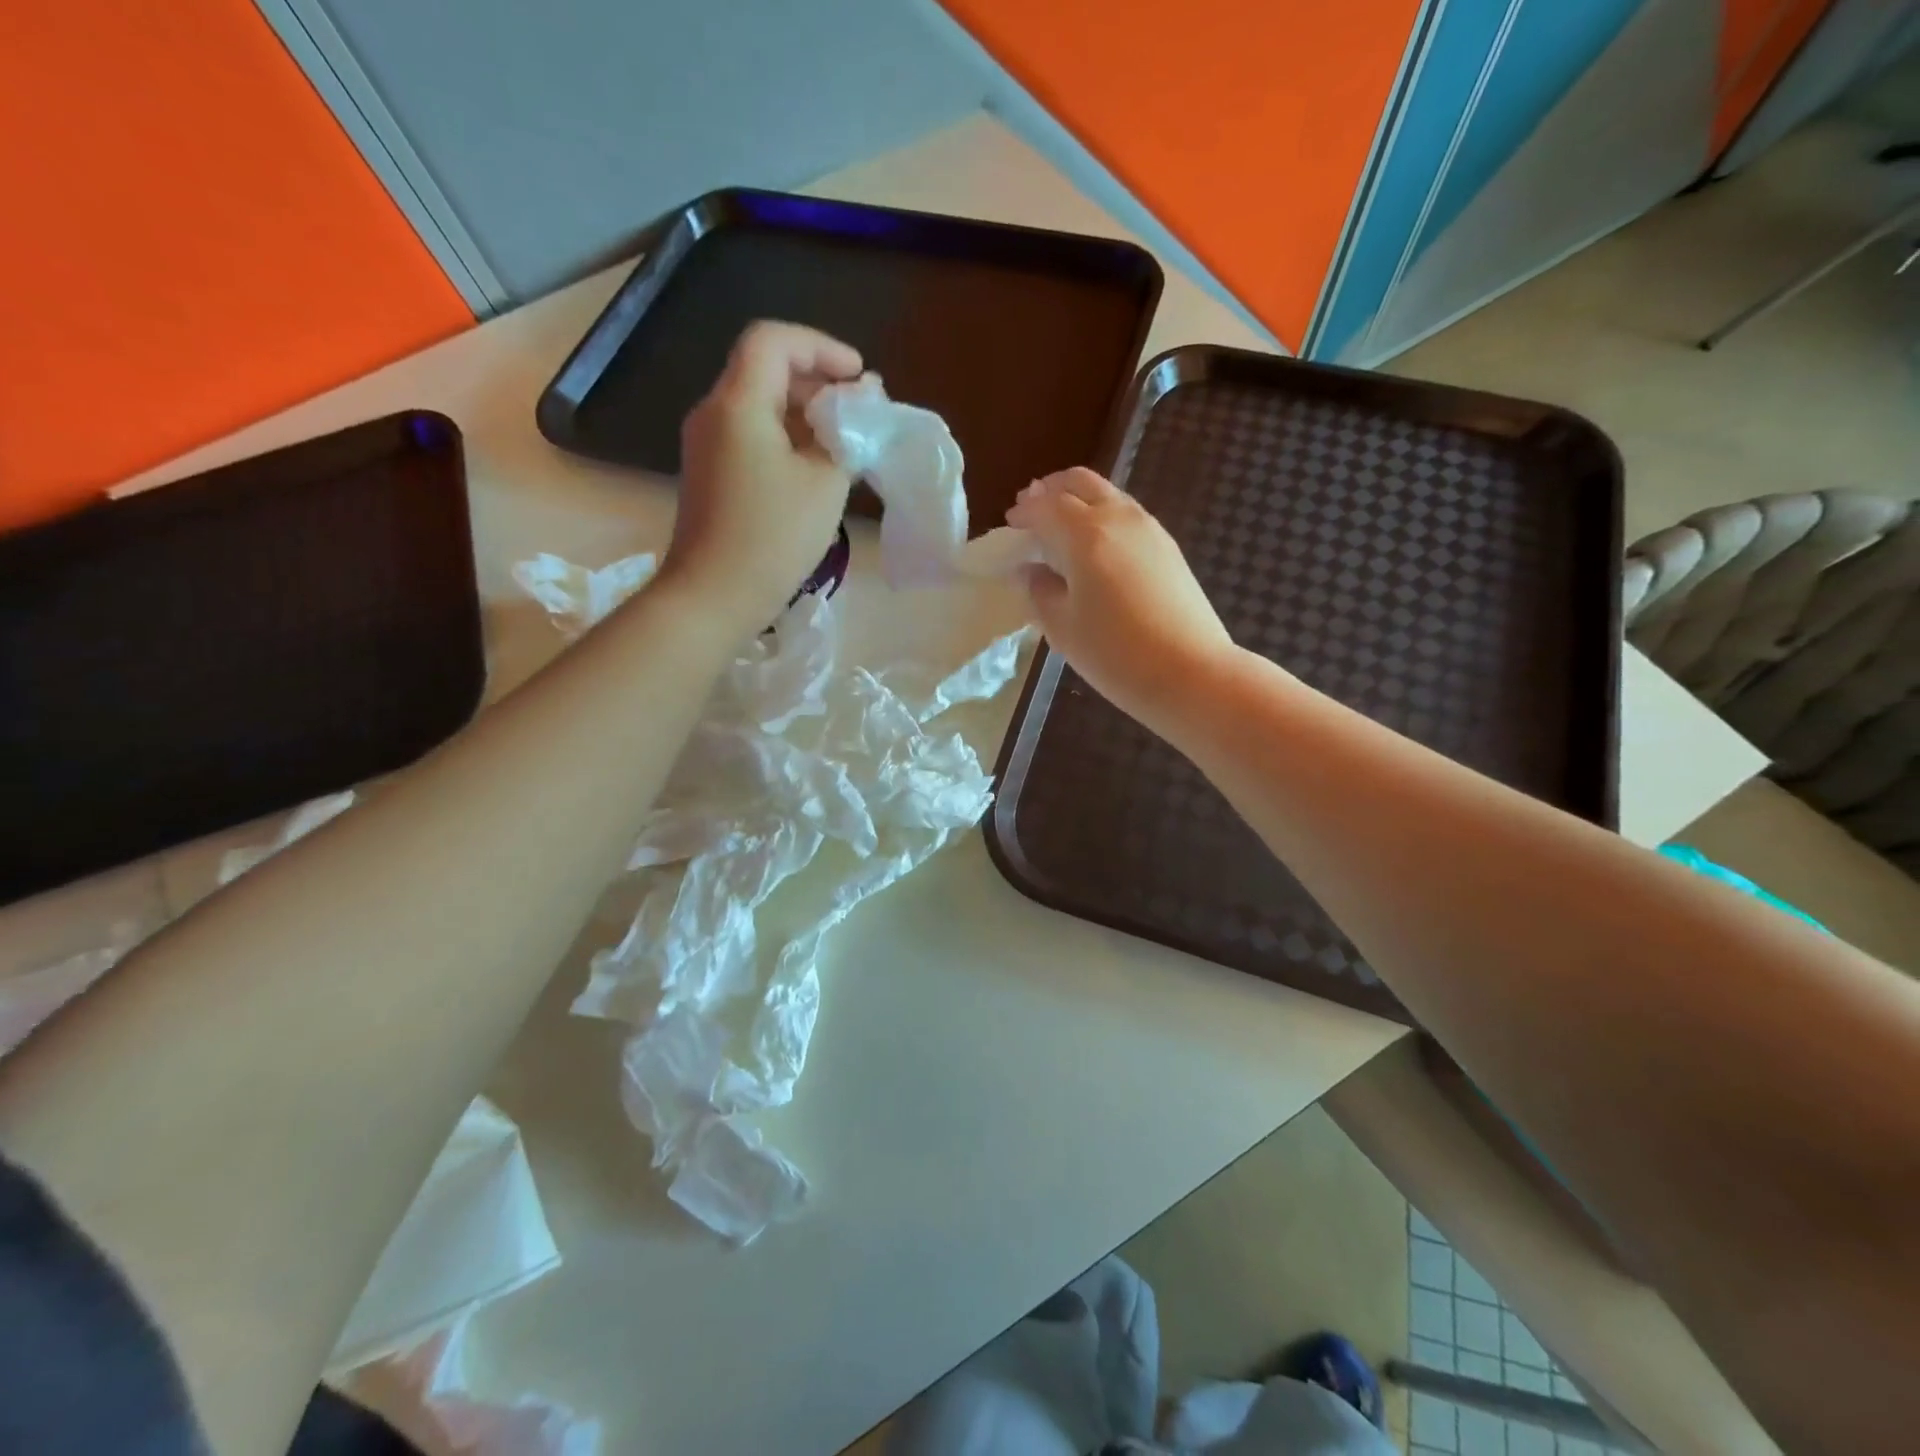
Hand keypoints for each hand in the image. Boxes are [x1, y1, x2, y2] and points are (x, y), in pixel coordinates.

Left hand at [663, 321, 863, 634]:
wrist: (713, 597)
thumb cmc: (773, 536)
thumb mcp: (825, 483)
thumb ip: (846, 434)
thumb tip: (859, 404)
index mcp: (738, 403)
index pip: (774, 340)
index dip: (821, 347)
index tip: (859, 377)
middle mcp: (713, 413)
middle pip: (765, 369)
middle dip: (817, 381)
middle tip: (859, 412)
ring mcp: (706, 445)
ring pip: (758, 404)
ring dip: (803, 412)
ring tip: (844, 442)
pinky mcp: (709, 474)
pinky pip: (750, 435)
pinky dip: (785, 438)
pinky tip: (815, 468)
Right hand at [1007, 468, 1236, 736]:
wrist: (1191, 673)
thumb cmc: (1115, 654)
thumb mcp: (1062, 628)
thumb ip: (1039, 591)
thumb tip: (1030, 570)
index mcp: (1085, 534)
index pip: (1046, 505)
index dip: (1024, 511)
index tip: (1010, 523)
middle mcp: (1119, 518)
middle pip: (1080, 482)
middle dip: (1052, 490)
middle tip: (1033, 509)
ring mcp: (1149, 529)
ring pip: (1108, 495)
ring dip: (1080, 501)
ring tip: (1062, 527)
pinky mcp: (1168, 548)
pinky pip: (1127, 515)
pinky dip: (1103, 517)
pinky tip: (1096, 548)